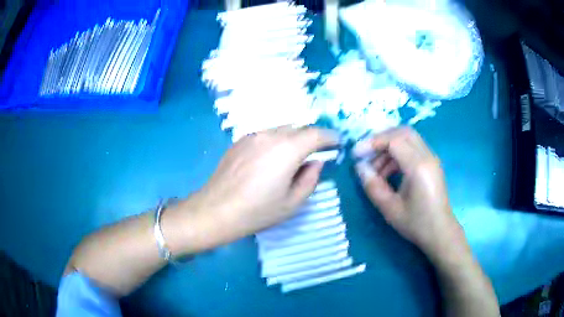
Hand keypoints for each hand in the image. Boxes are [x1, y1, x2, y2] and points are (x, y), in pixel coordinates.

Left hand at [188, 127, 338, 245]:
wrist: (217, 210)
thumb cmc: (257, 211)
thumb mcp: (292, 202)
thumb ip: (311, 179)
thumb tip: (316, 161)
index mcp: (287, 149)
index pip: (315, 134)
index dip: (329, 137)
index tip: (337, 142)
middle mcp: (270, 135)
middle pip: (298, 128)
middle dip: (312, 137)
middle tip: (317, 151)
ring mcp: (252, 135)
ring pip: (281, 129)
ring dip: (293, 138)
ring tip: (294, 155)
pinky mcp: (239, 140)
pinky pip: (265, 134)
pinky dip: (276, 140)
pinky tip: (271, 158)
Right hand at [353, 127, 464, 260]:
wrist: (440, 232)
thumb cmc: (416, 224)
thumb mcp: (390, 209)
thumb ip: (373, 186)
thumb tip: (360, 167)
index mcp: (418, 167)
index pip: (394, 140)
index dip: (372, 143)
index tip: (356, 155)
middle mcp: (427, 156)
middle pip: (402, 132)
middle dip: (381, 139)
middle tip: (366, 154)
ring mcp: (431, 158)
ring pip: (407, 138)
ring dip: (388, 147)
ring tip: (375, 169)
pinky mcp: (431, 163)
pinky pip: (412, 148)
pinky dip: (397, 153)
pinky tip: (388, 171)